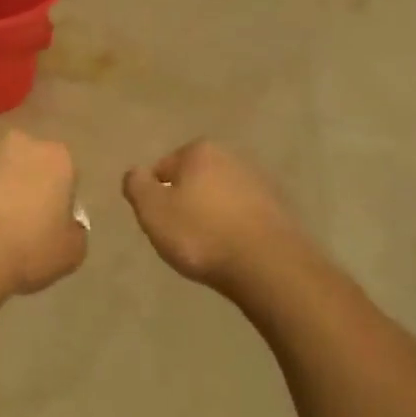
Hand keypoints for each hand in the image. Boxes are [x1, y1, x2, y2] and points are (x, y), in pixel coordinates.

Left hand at [0, 130, 87, 295]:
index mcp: (58, 157)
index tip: (55, 227)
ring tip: (1, 234)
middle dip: (32, 188)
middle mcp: (24, 145)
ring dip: (5, 194)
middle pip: (34, 167)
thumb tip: (67, 227)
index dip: (62, 202)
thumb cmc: (32, 245)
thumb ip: (75, 232)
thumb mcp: (72, 251)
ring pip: (4, 176)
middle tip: (30, 226)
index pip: (68, 176)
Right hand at [122, 140, 303, 286]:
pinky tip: (233, 251)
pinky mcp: (280, 208)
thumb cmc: (201, 235)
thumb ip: (136, 185)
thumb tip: (135, 172)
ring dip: (212, 215)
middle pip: (195, 180)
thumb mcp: (153, 211)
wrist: (268, 266)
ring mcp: (260, 181)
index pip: (163, 168)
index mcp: (200, 150)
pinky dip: (236, 228)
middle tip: (181, 236)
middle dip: (186, 202)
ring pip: (221, 197)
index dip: (156, 197)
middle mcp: (232, 156)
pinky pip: (245, 215)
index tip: (161, 223)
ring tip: (208, 248)